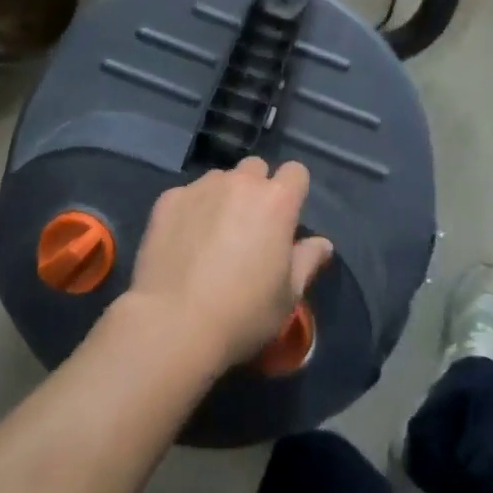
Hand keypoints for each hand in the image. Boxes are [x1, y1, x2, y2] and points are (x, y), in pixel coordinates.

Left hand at [125, 158, 334, 374]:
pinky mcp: (169, 199)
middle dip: (256, 189)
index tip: (286, 218)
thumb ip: (307, 261)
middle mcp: (240, 182)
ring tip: (212, 235)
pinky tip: (183, 243)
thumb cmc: (242, 314)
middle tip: (249, 227)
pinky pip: (187, 195)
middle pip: (255, 169)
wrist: (173, 324)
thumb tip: (322, 243)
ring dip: (223, 197)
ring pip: (220, 179)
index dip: (293, 191)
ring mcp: (201, 187)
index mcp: (276, 201)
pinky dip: (190, 211)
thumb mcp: (287, 297)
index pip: (296, 172)